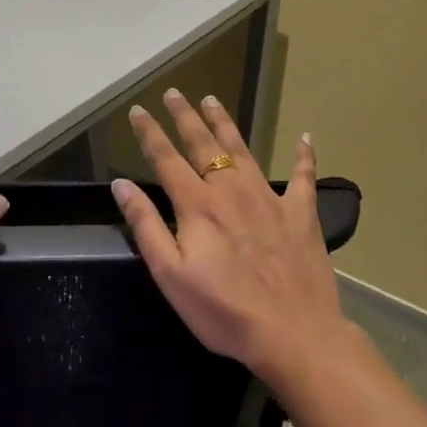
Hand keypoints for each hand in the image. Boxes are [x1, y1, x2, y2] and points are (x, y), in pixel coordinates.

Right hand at [110, 90, 358, 397]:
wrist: (294, 335)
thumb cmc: (223, 310)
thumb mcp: (170, 274)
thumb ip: (146, 225)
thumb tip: (121, 184)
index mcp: (197, 205)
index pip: (166, 159)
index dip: (149, 133)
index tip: (138, 110)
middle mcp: (231, 191)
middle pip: (204, 144)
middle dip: (185, 116)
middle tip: (174, 92)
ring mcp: (269, 200)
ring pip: (243, 150)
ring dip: (225, 124)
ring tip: (213, 100)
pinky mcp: (301, 215)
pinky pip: (304, 178)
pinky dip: (304, 156)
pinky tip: (306, 137)